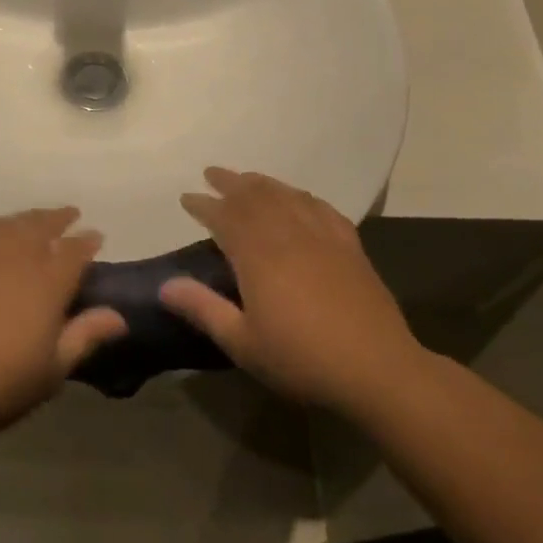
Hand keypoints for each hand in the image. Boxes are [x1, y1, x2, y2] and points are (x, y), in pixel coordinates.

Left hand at [0, 208, 125, 442]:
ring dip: (26, 220)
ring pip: (8, 224)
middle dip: (58, 218)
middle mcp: (15, 255)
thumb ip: (85, 336)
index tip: (96, 237)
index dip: (88, 241)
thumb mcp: (51, 370)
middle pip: (41, 225)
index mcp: (48, 280)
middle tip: (69, 215)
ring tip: (33, 222)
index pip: (75, 249)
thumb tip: (119, 316)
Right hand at [159, 169, 421, 412]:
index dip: (204, 205)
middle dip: (230, 182)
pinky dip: (302, 196)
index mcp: (258, 256)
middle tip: (212, 173)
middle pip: (255, 197)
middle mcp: (288, 235)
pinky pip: (321, 208)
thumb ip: (203, 308)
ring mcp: (322, 237)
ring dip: (263, 183)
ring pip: (287, 196)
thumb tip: (165, 285)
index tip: (187, 198)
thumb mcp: (242, 342)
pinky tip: (299, 197)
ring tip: (247, 178)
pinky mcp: (350, 246)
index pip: (224, 217)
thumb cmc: (301, 359)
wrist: (377, 368)